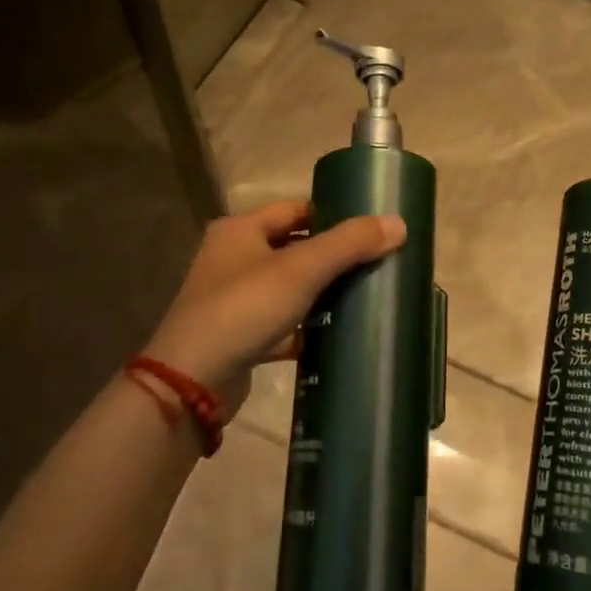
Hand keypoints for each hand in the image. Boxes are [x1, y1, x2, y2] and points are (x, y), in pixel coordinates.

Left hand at [138, 199, 406, 416]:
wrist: (191, 382)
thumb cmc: (244, 309)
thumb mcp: (301, 270)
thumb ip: (350, 244)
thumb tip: (399, 223)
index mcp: (241, 230)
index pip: (296, 209)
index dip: (333, 213)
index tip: (371, 228)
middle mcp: (233, 258)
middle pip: (294, 247)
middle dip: (333, 256)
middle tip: (376, 262)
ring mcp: (234, 299)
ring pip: (289, 287)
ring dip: (321, 292)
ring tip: (365, 296)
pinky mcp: (239, 335)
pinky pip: (282, 323)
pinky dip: (306, 327)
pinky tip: (336, 334)